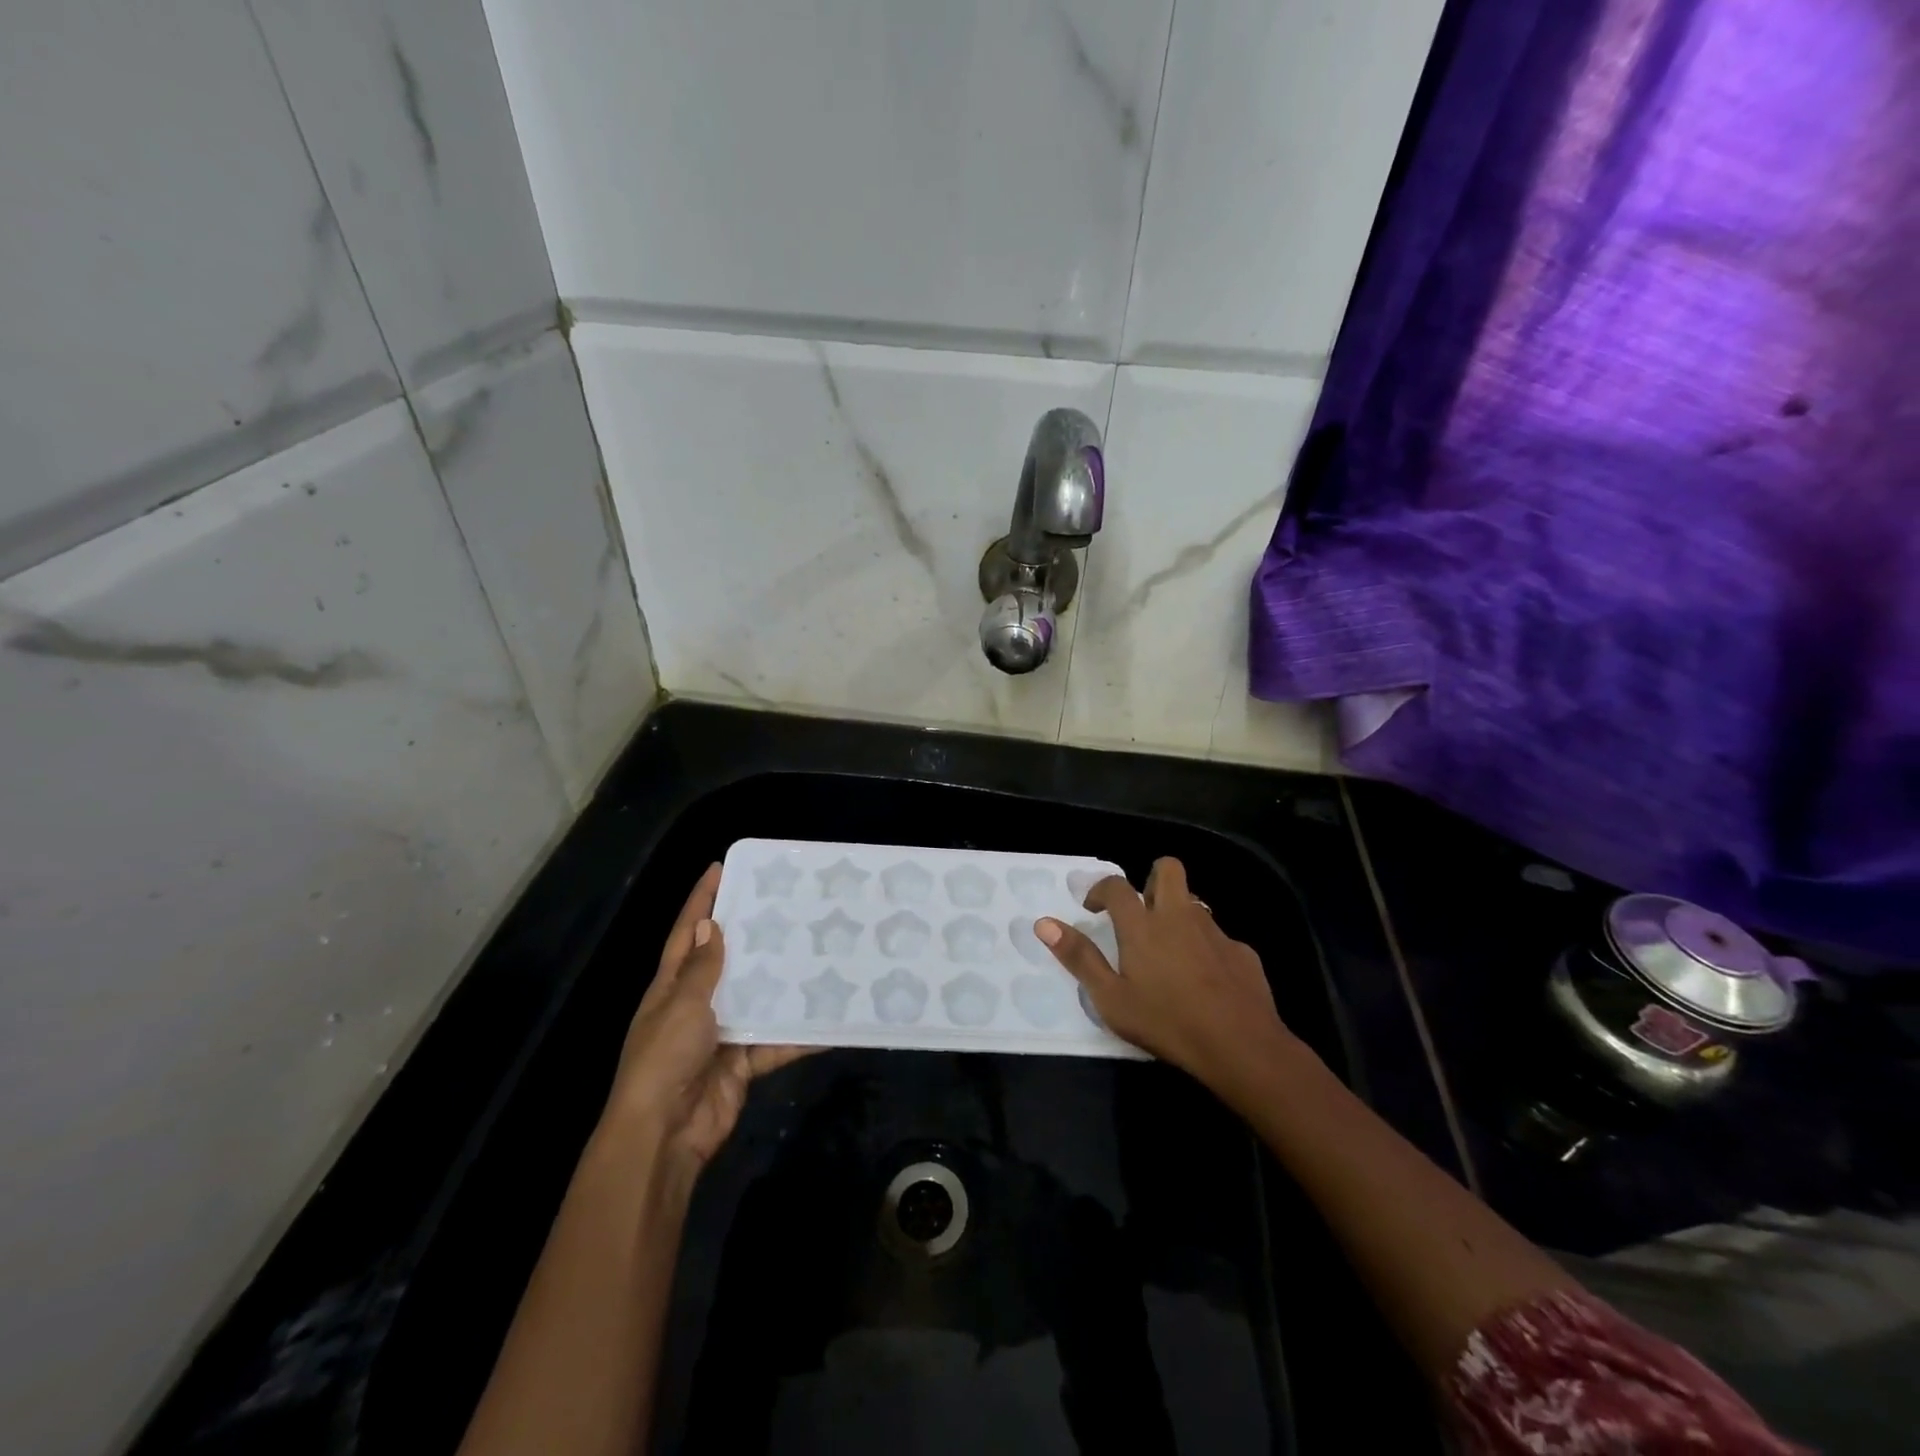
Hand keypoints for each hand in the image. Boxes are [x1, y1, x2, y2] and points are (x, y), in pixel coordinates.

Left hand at [604, 864, 809, 1169]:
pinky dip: (799, 1034)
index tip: (721, 867)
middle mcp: (695, 1005)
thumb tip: (708, 924)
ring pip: (756, 998)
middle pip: (726, 961)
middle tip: (786, 904)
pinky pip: (775, 1041)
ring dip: (781, 981)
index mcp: (671, 986)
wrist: (665, 1134)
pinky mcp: (743, 1062)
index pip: (687, 932)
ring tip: (817, 950)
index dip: (701, 900)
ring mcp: (721, 1034)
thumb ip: (701, 969)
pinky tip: (829, 1018)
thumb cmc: (665, 1060)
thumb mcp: (681, 1006)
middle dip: (750, 934)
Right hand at [1037, 857, 1297, 1092]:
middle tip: (1141, 911)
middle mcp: (1179, 916)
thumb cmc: (1166, 1022)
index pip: (1117, 886)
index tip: (1094, 908)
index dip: (1101, 889)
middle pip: (1167, 869)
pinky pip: (1218, 937)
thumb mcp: (1111, 999)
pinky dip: (1205, 947)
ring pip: (1194, 903)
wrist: (1240, 1045)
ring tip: (1169, 951)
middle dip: (1151, 878)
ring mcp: (1214, 931)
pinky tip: (1204, 980)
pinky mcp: (1242, 951)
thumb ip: (1079, 958)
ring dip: (1178, 914)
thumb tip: (1044, 923)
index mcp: (1142, 925)